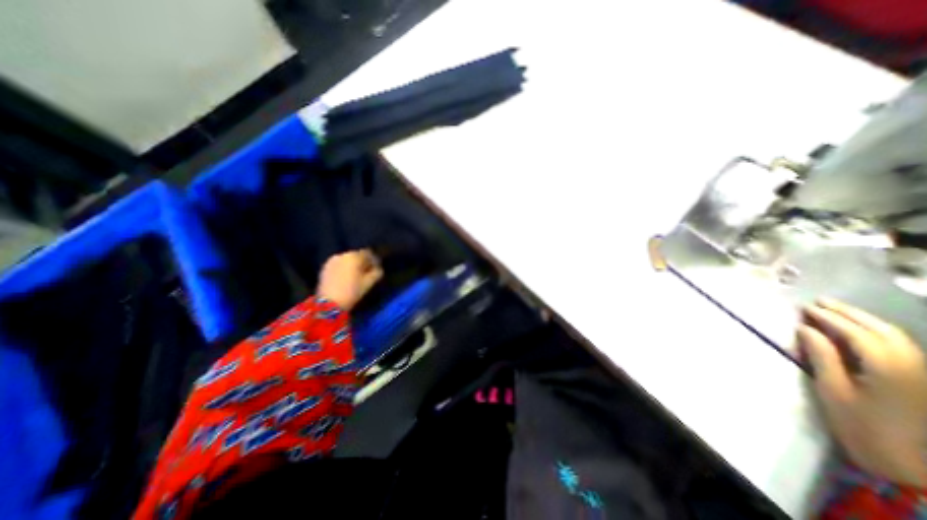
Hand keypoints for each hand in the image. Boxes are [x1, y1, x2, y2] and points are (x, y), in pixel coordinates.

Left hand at [316, 250, 379, 309]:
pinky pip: (339, 264)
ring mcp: (332, 261)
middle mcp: (342, 255)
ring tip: (356, 276)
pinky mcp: (325, 268)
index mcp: (354, 256)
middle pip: (357, 255)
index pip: (368, 253)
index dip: (374, 260)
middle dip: (363, 262)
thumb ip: (377, 272)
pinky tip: (346, 278)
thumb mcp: (369, 282)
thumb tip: (378, 268)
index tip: (376, 268)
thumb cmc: (352, 291)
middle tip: (367, 272)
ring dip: (353, 265)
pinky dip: (344, 268)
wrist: (329, 303)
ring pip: (347, 260)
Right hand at [793, 299, 925, 485]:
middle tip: (820, 302)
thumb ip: (822, 357)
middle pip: (881, 330)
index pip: (855, 332)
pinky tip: (862, 331)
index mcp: (887, 367)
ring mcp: (923, 374)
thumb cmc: (863, 428)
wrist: (914, 471)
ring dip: (864, 320)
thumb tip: (805, 329)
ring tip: (837, 311)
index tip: (804, 308)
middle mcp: (912, 365)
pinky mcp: (924, 382)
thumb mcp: (834, 392)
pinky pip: (903, 347)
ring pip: (896, 337)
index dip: (828, 318)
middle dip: (849, 313)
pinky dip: (879, 333)